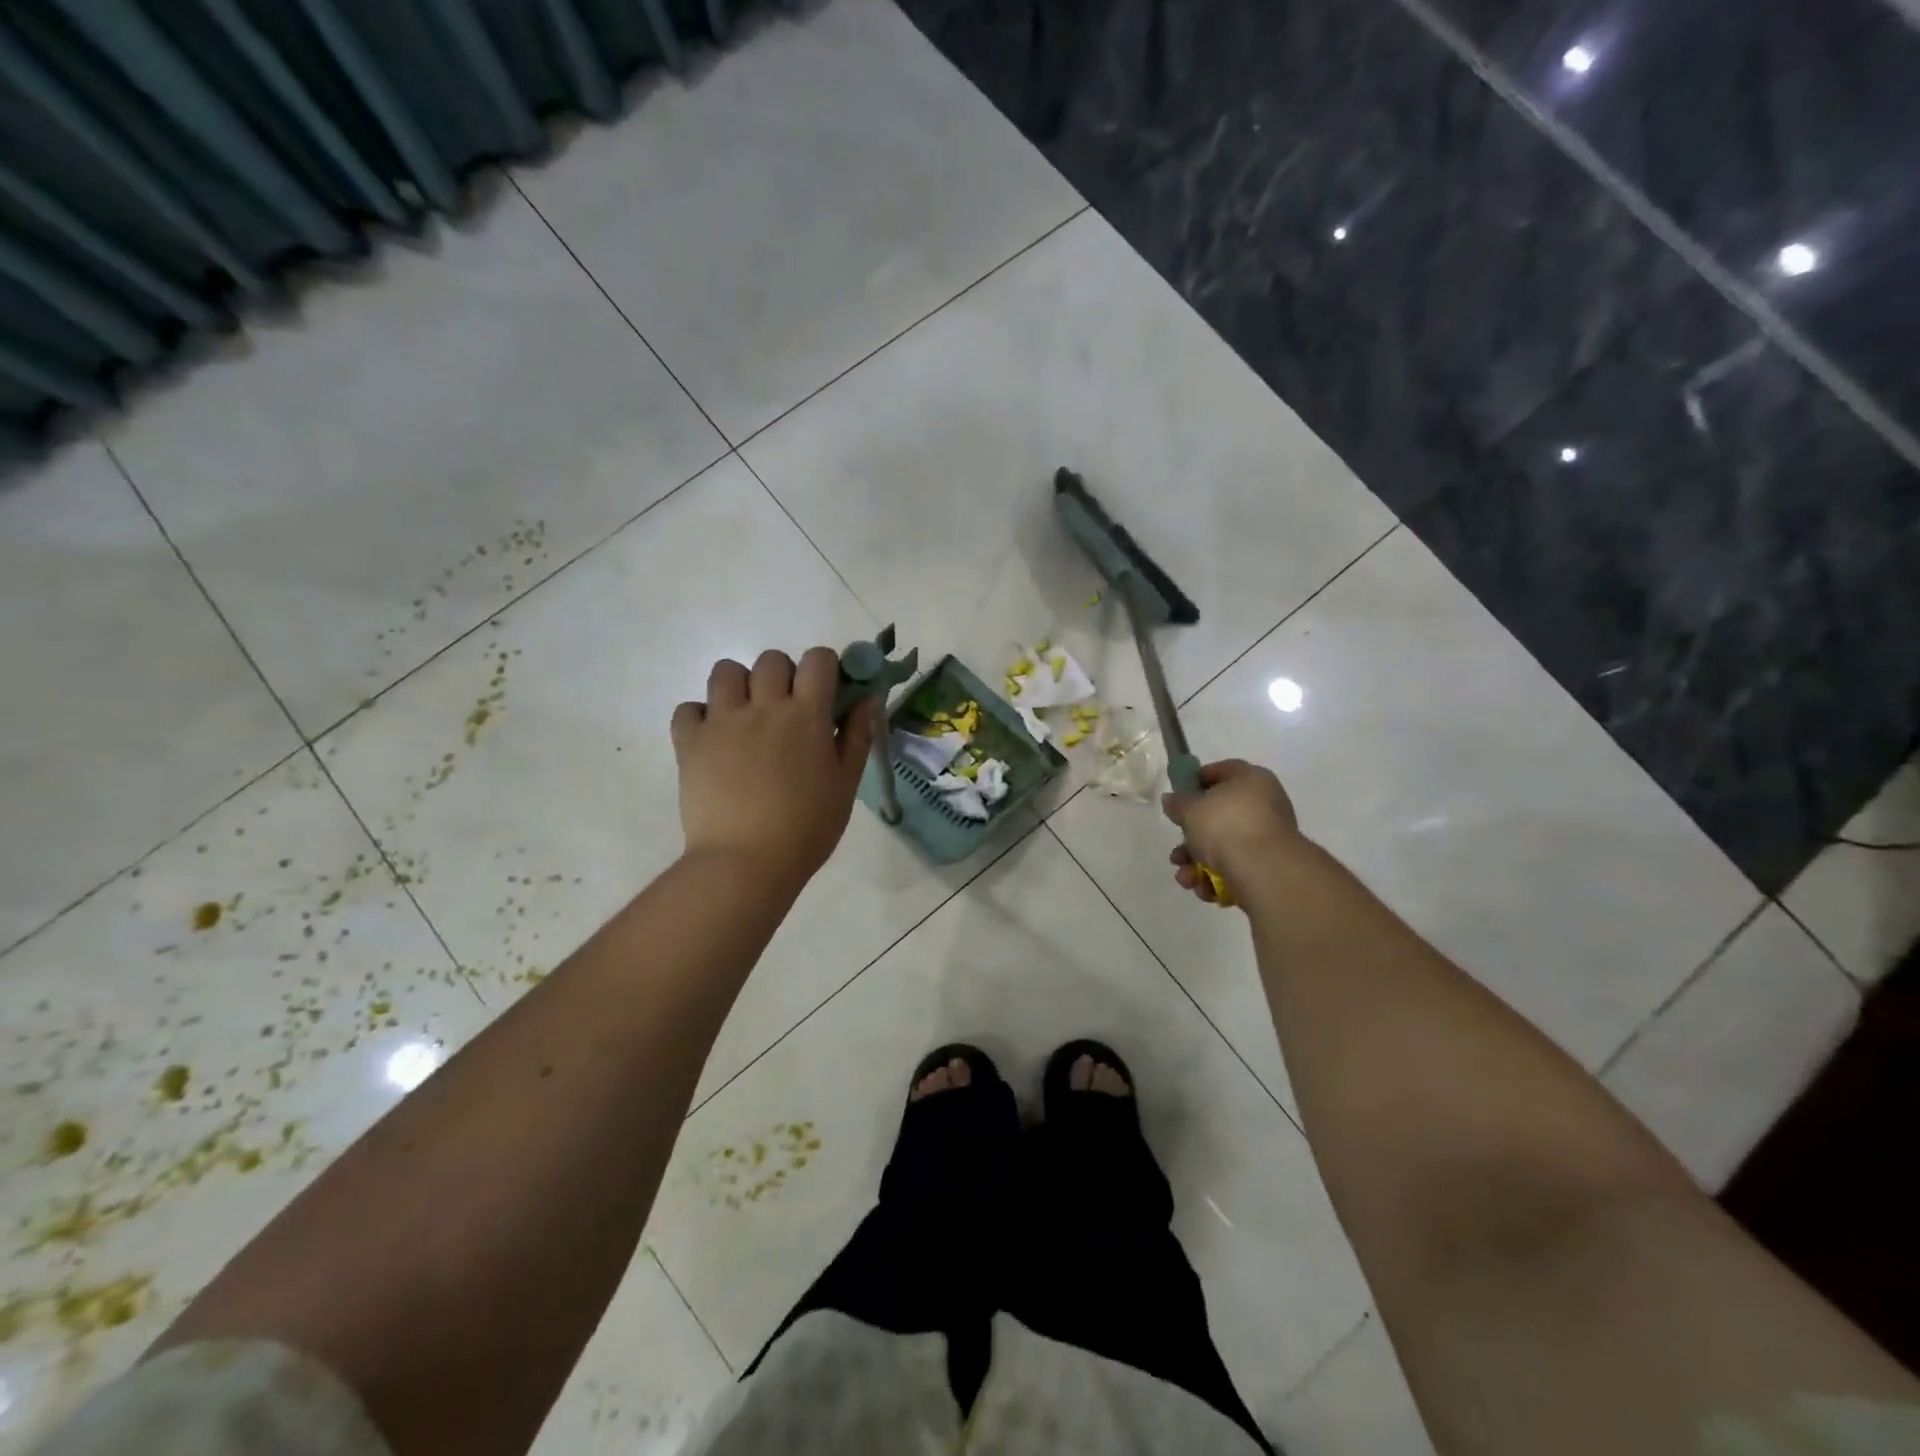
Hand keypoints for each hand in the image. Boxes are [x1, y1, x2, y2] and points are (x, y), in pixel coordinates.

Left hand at [671, 648, 877, 890]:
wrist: (746, 863)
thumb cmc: (807, 828)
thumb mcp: (845, 784)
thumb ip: (857, 736)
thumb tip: (867, 697)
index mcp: (806, 715)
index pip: (818, 659)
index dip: (825, 667)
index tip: (827, 691)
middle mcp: (763, 707)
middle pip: (771, 660)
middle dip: (783, 675)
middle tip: (787, 710)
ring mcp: (722, 721)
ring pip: (726, 672)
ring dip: (740, 686)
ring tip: (746, 717)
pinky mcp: (689, 742)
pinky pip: (688, 708)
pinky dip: (700, 717)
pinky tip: (714, 740)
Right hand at [1161, 759, 1302, 901]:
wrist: (1263, 870)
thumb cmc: (1225, 825)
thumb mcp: (1190, 809)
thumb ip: (1178, 803)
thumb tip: (1172, 800)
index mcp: (1252, 780)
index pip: (1224, 771)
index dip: (1198, 779)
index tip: (1179, 794)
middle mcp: (1265, 805)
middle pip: (1219, 816)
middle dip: (1191, 838)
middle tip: (1177, 850)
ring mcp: (1268, 838)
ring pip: (1223, 847)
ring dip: (1197, 863)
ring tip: (1185, 877)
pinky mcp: (1269, 867)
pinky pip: (1236, 868)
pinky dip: (1216, 879)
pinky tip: (1202, 888)